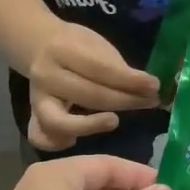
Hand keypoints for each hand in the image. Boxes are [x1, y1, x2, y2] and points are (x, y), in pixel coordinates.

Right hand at [25, 24, 161, 151]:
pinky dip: (58, 143)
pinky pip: (41, 137)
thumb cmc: (77, 47)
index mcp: (63, 50)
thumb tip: (150, 90)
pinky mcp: (34, 116)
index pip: (101, 69)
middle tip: (149, 103)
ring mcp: (37, 98)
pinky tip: (76, 141)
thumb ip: (118, 68)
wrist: (39, 46)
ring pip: (60, 122)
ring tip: (115, 121)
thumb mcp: (97, 46)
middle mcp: (46, 76)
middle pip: (89, 95)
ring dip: (92, 126)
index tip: (155, 86)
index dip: (130, 80)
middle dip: (124, 101)